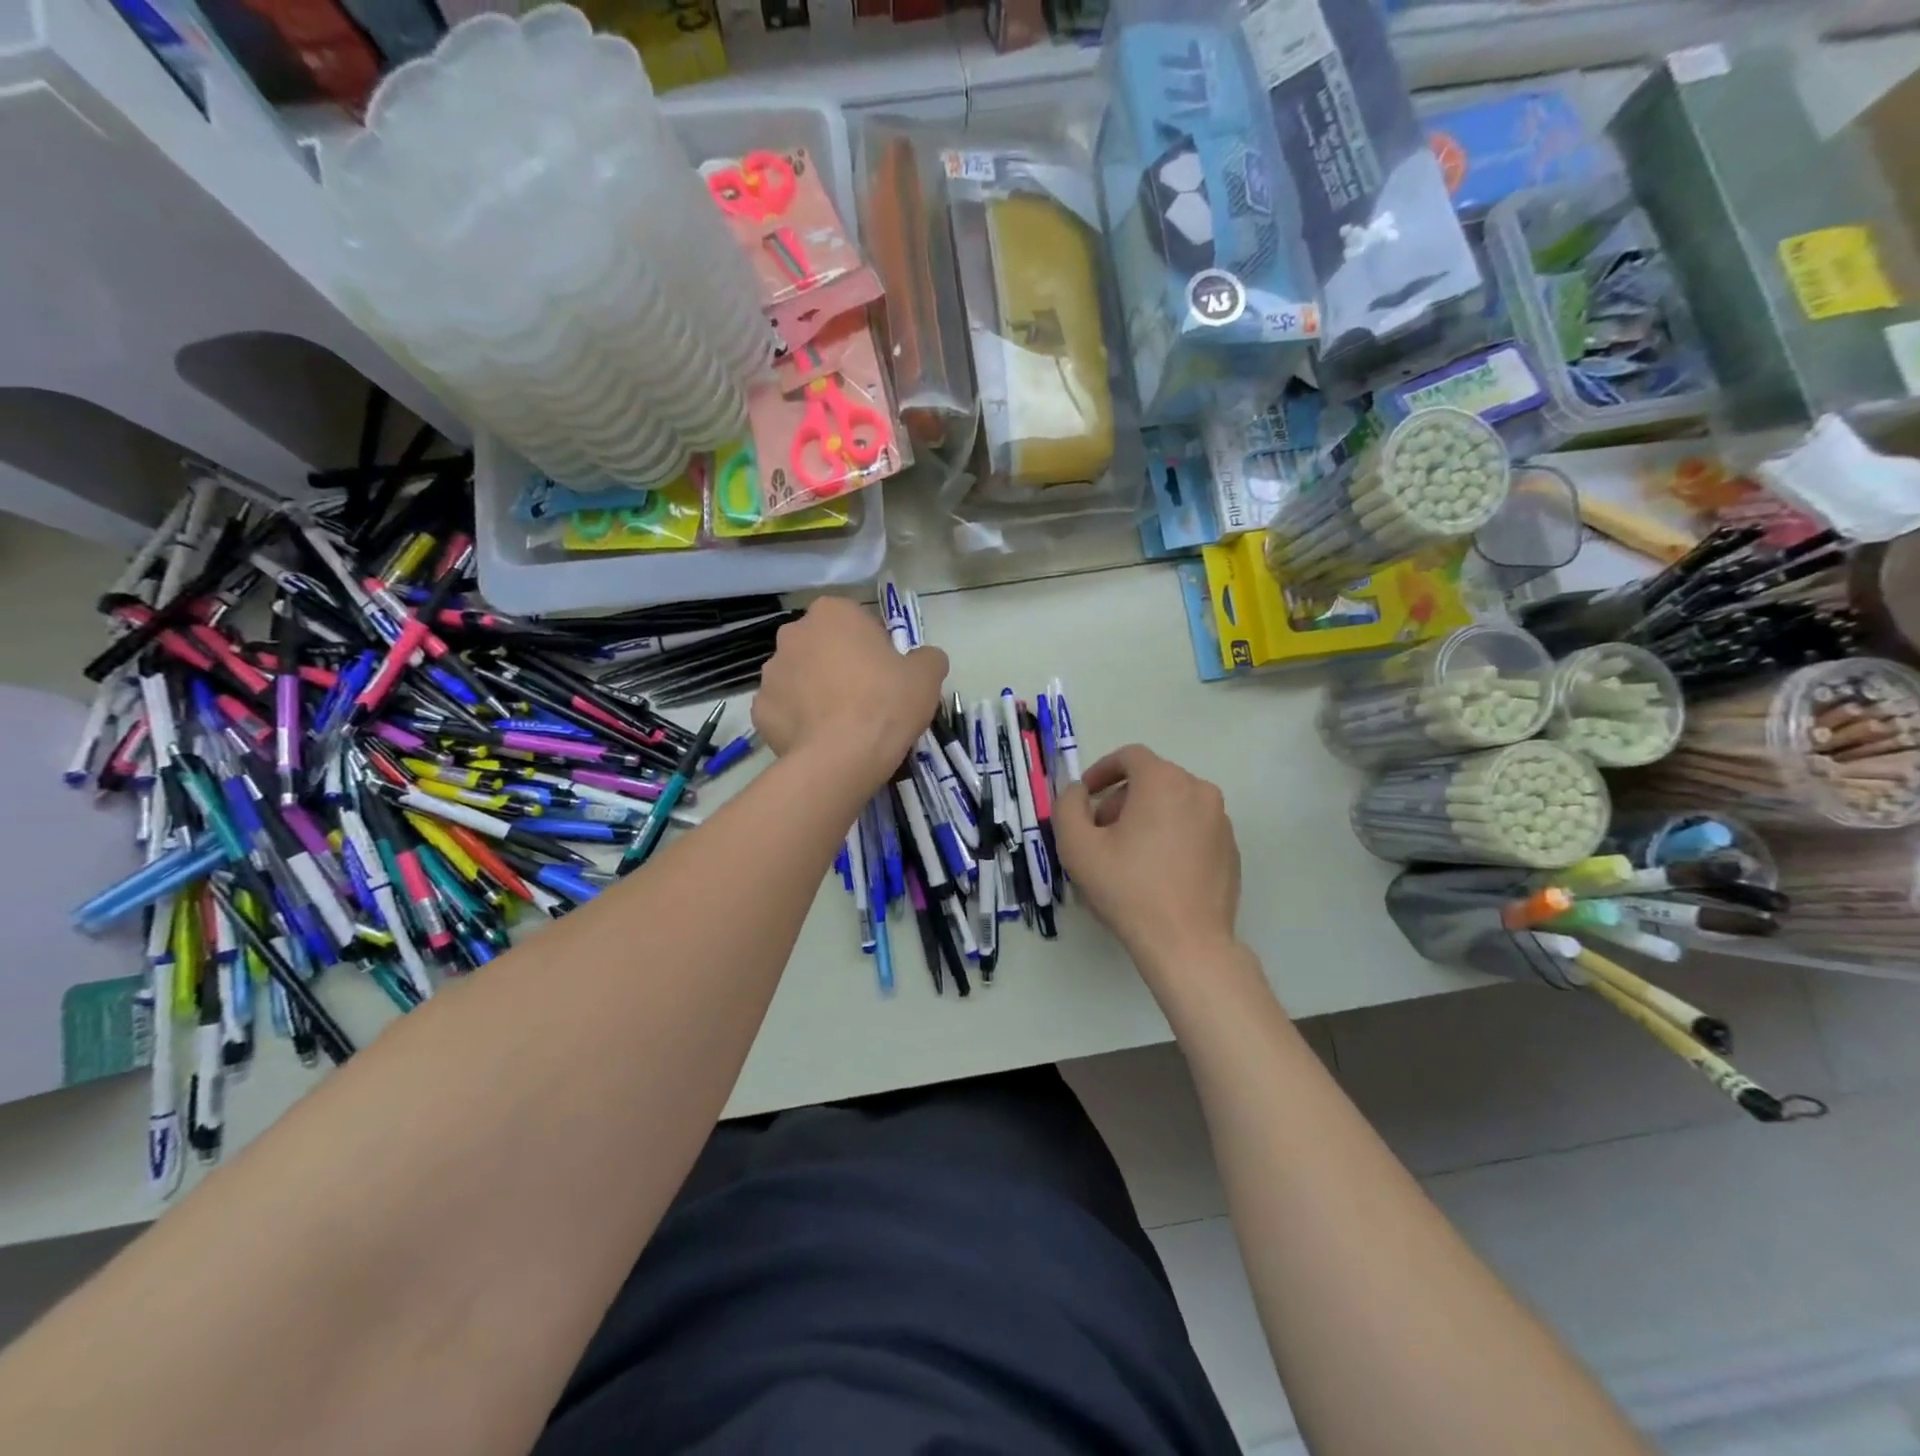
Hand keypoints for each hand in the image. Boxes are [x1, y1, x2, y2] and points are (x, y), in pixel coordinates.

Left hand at [752, 597, 946, 788]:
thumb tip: (923, 659)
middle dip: (838, 664)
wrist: (843, 757)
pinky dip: (799, 721)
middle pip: (822, 646)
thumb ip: (927, 658)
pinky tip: (819, 739)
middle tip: (864, 697)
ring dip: (815, 691)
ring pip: (799, 677)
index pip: (856, 621)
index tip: (886, 673)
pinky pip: (784, 710)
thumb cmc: (886, 703)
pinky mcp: (759, 710)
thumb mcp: (927, 676)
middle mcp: (793, 634)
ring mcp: (770, 673)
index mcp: (833, 613)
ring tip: (840, 724)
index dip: (873, 647)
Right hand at [1055, 745, 1240, 970]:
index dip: (1102, 770)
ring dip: (1146, 817)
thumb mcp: (1077, 846)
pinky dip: (1172, 836)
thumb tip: (1079, 792)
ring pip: (1174, 804)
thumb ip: (1068, 806)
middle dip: (1121, 799)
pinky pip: (1194, 828)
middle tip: (1100, 832)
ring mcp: (1221, 821)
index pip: (1130, 756)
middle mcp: (1199, 791)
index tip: (1086, 796)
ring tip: (1127, 855)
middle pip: (1152, 780)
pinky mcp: (1231, 849)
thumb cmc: (1128, 889)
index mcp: (1164, 782)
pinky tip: (1157, 872)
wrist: (1186, 943)